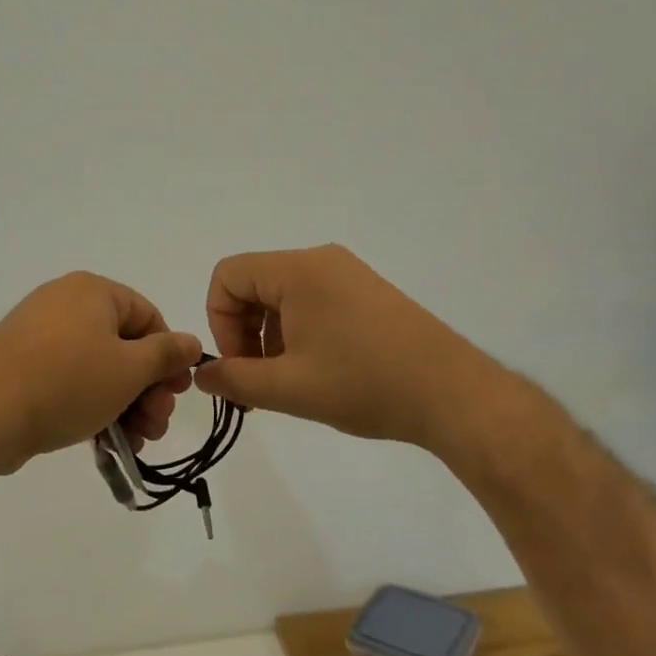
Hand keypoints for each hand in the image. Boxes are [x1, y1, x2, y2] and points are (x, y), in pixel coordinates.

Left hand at [0, 273, 201, 474]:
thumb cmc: (66, 383)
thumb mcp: (129, 370)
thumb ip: (166, 354)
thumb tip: (190, 342)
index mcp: (91, 291)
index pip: (148, 315)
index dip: (168, 356)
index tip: (174, 394)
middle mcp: (64, 303)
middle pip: (123, 345)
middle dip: (146, 390)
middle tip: (156, 427)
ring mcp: (38, 335)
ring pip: (98, 368)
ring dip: (124, 405)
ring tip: (134, 443)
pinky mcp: (21, 366)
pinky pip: (69, 380)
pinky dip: (91, 406)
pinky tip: (107, 443)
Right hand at [193, 244, 521, 454]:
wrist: (453, 394)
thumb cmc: (364, 384)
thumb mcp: (289, 388)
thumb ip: (235, 380)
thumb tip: (202, 374)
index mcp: (297, 271)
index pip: (227, 276)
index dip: (220, 321)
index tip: (239, 365)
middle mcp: (321, 260)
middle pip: (254, 283)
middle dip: (245, 331)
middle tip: (259, 380)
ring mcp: (348, 274)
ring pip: (283, 295)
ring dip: (271, 335)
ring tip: (292, 381)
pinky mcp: (367, 292)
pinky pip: (313, 300)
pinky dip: (299, 331)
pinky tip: (320, 370)